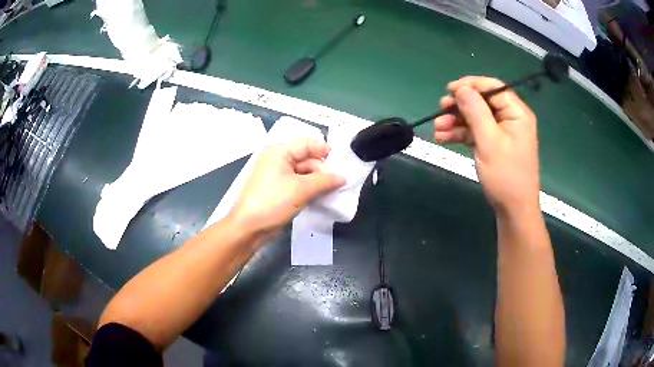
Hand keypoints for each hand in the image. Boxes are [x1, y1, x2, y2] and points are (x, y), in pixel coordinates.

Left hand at [228, 138, 345, 237]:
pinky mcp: (281, 193)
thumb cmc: (272, 202)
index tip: (342, 164)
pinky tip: (324, 198)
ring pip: (305, 174)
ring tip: (336, 191)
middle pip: (307, 159)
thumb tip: (343, 177)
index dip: (325, 151)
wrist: (248, 228)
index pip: (307, 144)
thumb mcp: (300, 189)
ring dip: (319, 182)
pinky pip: (300, 187)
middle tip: (341, 183)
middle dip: (324, 170)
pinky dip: (312, 191)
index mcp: (279, 152)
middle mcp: (279, 161)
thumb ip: (324, 181)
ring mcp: (279, 178)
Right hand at [434, 76, 539, 214]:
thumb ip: (475, 111)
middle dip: (460, 106)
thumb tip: (461, 89)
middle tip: (440, 110)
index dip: (471, 85)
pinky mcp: (495, 144)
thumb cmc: (505, 176)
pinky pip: (476, 132)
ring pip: (476, 117)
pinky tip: (444, 137)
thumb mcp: (489, 141)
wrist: (513, 210)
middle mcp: (511, 118)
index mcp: (516, 112)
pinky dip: (461, 133)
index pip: (493, 88)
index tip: (449, 90)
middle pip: (482, 102)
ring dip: (456, 121)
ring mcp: (502, 132)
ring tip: (437, 129)